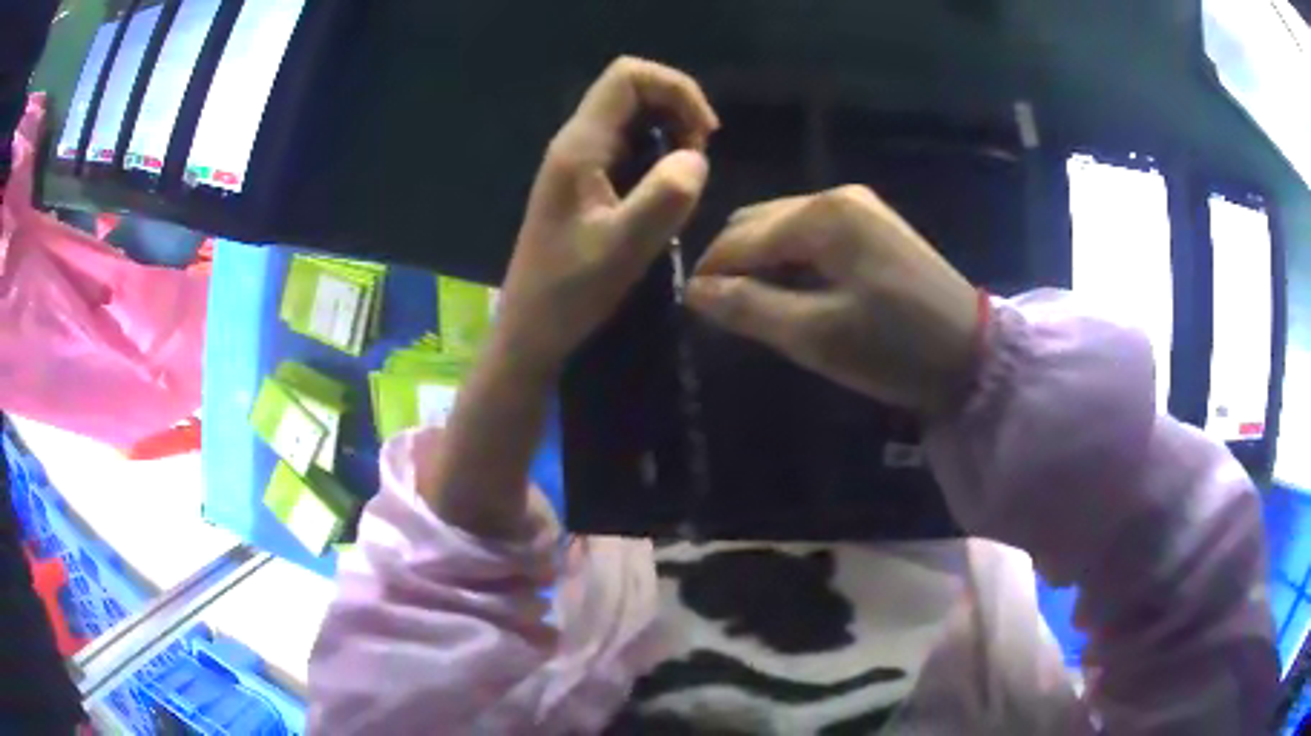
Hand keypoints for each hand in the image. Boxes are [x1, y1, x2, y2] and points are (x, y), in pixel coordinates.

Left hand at [493, 57, 718, 375]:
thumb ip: (662, 198)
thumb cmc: (569, 293)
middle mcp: (577, 143)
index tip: (705, 134)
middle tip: (701, 155)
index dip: (675, 88)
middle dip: (678, 108)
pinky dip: (660, 153)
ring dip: (672, 131)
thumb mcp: (621, 250)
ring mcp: (580, 162)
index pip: (628, 77)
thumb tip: (696, 157)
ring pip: (634, 117)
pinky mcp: (587, 182)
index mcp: (580, 147)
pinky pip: (630, 146)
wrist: (532, 330)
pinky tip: (670, 188)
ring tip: (690, 172)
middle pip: (632, 89)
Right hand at [687, 185, 981, 416]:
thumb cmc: (894, 348)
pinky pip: (811, 232)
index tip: (692, 310)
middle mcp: (834, 196)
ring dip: (761, 261)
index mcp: (820, 216)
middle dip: (733, 264)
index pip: (738, 238)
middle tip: (724, 313)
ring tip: (757, 306)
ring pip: (782, 226)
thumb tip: (695, 292)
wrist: (971, 352)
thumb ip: (749, 309)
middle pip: (756, 223)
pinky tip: (796, 290)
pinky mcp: (873, 223)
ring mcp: (858, 205)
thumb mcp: (816, 336)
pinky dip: (791, 258)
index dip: (709, 273)